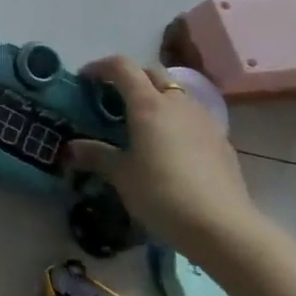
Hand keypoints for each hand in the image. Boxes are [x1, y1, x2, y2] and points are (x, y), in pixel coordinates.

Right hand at [67, 55, 260, 254]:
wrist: (223, 228)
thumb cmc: (162, 194)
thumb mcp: (121, 175)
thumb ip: (96, 155)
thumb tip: (71, 148)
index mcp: (149, 104)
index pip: (122, 66)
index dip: (100, 67)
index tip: (84, 80)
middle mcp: (178, 104)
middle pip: (152, 73)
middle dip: (130, 78)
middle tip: (112, 98)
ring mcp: (205, 121)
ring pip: (177, 94)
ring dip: (156, 98)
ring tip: (141, 123)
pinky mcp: (222, 142)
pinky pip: (193, 118)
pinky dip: (175, 120)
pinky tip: (169, 147)